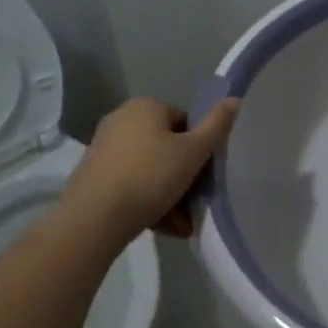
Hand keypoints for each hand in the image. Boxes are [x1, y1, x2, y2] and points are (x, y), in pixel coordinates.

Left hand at [63, 96, 240, 245]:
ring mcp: (104, 149)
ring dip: (169, 195)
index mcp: (145, 107)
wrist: (93, 219)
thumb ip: (217, 126)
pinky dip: (147, 202)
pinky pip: (130, 184)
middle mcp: (122, 120)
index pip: (184, 122)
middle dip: (183, 177)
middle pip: (166, 148)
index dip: (199, 149)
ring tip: (182, 224)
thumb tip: (235, 99)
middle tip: (195, 204)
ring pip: (149, 170)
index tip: (205, 176)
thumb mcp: (193, 152)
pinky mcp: (93, 176)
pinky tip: (163, 227)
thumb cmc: (150, 176)